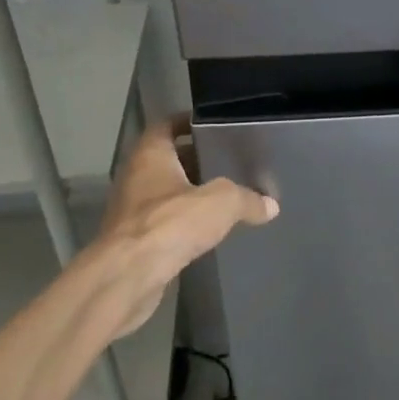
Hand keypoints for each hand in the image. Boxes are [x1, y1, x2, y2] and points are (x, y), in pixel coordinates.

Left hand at [76, 120, 276, 338]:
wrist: (128, 277)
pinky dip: (183, 223)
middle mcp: (135, 177)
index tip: (214, 126)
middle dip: (196, 160)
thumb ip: (247, 199)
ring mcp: (131, 211)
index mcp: (150, 156)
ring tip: (224, 197)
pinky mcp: (134, 241)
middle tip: (229, 162)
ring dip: (189, 194)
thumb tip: (270, 206)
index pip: (166, 126)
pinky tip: (207, 231)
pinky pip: (164, 223)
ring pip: (166, 193)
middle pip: (168, 160)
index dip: (188, 122)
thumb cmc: (170, 223)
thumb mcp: (221, 203)